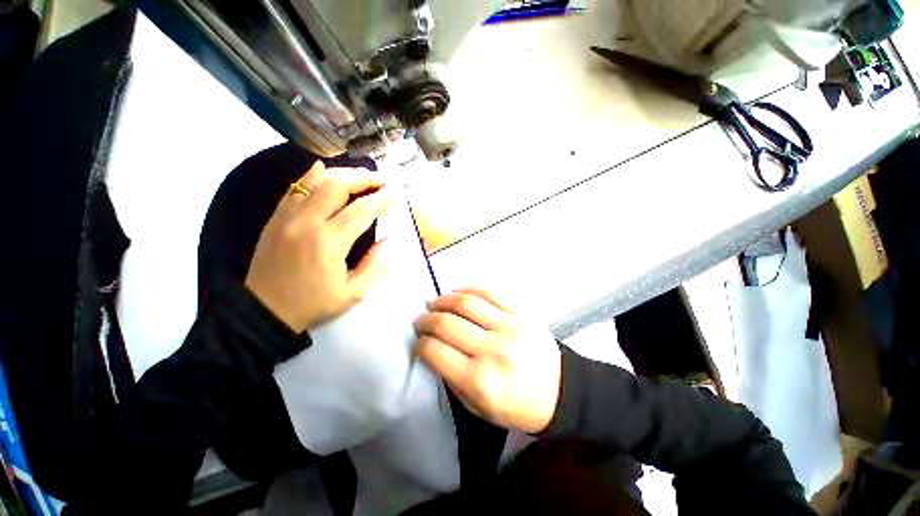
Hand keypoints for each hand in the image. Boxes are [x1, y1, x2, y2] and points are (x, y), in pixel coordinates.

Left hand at [245, 162, 392, 332]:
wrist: (264, 311)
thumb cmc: (312, 304)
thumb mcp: (352, 294)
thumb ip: (374, 266)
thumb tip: (387, 242)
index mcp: (329, 243)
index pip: (361, 211)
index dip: (381, 200)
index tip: (395, 195)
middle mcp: (307, 223)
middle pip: (337, 186)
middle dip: (364, 179)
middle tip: (381, 180)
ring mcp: (287, 217)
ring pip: (316, 182)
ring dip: (342, 174)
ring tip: (361, 175)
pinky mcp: (276, 218)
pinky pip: (294, 189)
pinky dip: (310, 176)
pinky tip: (322, 168)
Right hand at [414, 288, 561, 433]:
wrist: (561, 391)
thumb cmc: (517, 406)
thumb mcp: (479, 408)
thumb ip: (452, 379)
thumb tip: (433, 349)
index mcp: (480, 380)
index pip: (436, 352)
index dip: (420, 344)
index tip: (418, 341)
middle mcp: (492, 350)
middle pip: (447, 324)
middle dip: (427, 319)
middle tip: (422, 319)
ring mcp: (509, 326)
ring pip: (466, 303)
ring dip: (444, 300)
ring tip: (436, 303)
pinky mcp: (522, 312)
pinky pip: (490, 292)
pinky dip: (469, 289)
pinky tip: (458, 292)